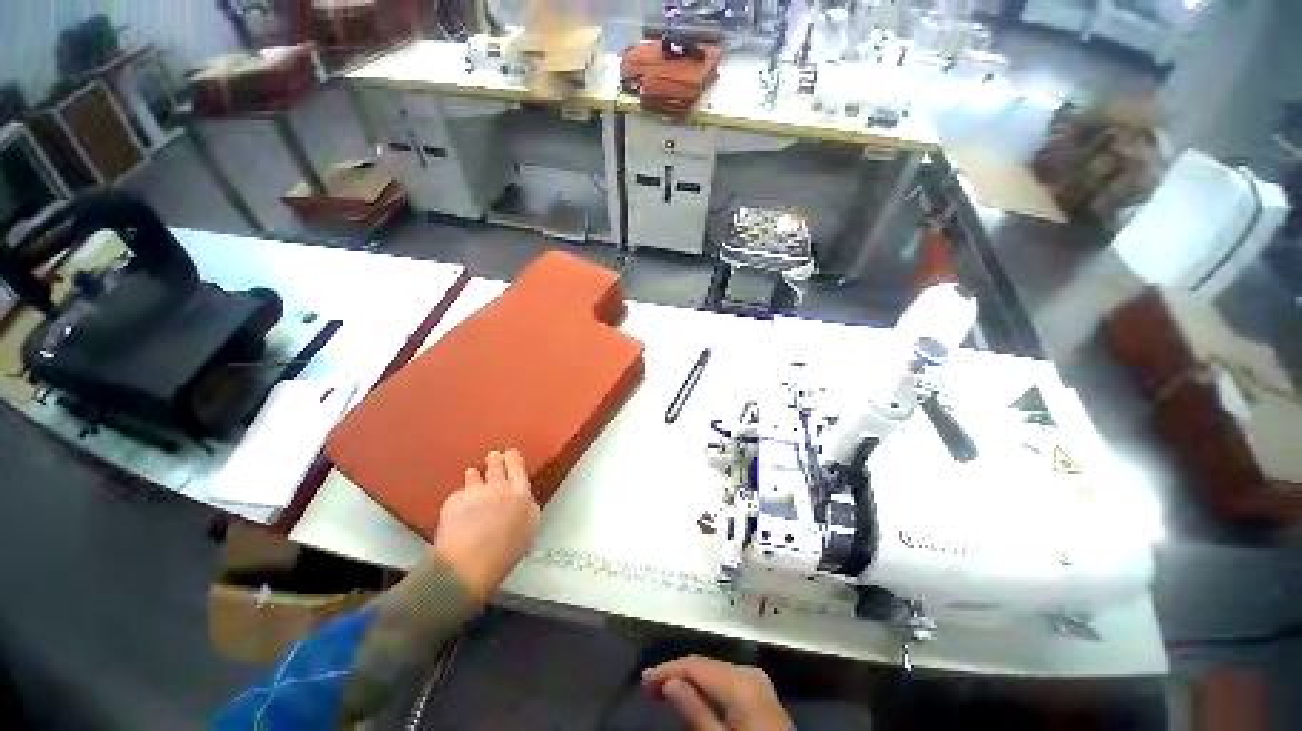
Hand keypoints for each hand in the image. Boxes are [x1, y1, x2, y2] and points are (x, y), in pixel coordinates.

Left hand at [432, 449, 539, 600]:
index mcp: (520, 493)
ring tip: (473, 475)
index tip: (510, 453)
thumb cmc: (504, 552)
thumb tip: (525, 498)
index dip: (513, 458)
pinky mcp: (452, 501)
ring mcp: (473, 492)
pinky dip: (461, 497)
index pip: (517, 467)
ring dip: (475, 476)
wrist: (466, 567)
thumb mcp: (529, 528)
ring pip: (474, 476)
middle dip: (494, 460)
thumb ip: (529, 507)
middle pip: (495, 466)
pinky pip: (459, 494)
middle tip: (493, 457)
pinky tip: (460, 506)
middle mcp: (497, 487)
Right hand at [642, 655, 792, 730]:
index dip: (667, 670)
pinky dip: (708, 686)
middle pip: (706, 665)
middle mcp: (749, 673)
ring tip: (665, 690)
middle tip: (650, 687)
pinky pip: (728, 681)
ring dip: (691, 679)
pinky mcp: (763, 694)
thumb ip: (695, 712)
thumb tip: (669, 682)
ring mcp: (759, 682)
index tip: (644, 681)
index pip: (695, 665)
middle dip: (677, 673)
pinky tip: (695, 694)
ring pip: (716, 672)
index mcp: (740, 681)